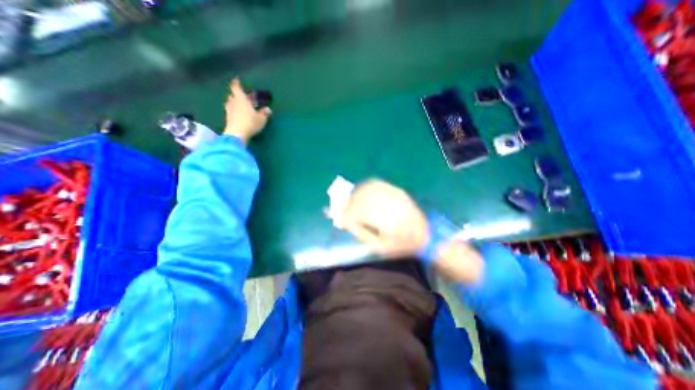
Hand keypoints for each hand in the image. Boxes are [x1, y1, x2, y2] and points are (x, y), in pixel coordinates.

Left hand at [226, 77, 273, 142]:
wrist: (237, 134)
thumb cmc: (250, 122)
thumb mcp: (261, 119)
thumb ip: (264, 113)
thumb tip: (268, 109)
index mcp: (241, 99)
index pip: (236, 87)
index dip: (237, 83)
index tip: (237, 80)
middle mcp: (233, 102)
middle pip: (234, 95)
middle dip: (239, 95)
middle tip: (246, 97)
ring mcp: (229, 111)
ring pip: (232, 103)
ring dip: (237, 103)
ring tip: (244, 106)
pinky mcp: (228, 119)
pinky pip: (232, 111)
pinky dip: (236, 111)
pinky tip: (241, 115)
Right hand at [338, 179, 429, 257]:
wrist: (426, 234)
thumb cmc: (401, 245)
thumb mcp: (380, 248)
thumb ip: (361, 234)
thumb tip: (346, 222)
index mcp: (386, 222)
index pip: (358, 213)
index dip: (346, 215)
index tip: (339, 219)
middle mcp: (389, 204)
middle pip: (361, 198)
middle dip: (348, 204)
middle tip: (342, 210)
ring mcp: (393, 195)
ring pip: (367, 188)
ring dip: (355, 194)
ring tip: (350, 202)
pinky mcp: (396, 190)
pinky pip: (376, 183)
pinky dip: (365, 187)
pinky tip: (361, 192)